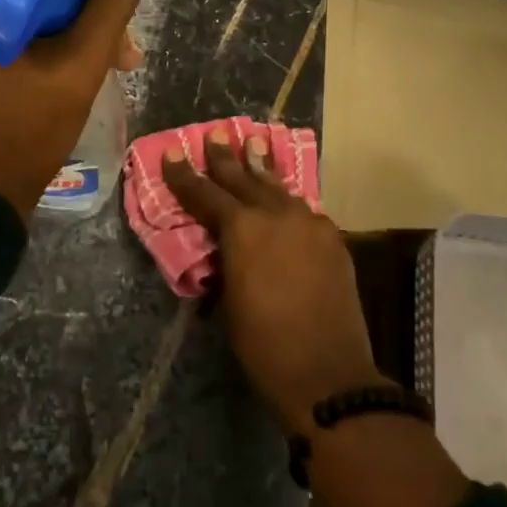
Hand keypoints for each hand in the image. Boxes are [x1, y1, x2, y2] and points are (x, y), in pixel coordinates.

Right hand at [163, 128, 380, 434]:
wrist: (328, 373)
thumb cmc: (263, 344)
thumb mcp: (228, 300)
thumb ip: (225, 260)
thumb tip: (224, 245)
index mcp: (241, 229)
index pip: (204, 193)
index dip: (185, 174)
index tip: (174, 152)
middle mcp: (275, 214)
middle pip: (243, 178)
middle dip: (225, 157)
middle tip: (216, 134)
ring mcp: (308, 223)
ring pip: (278, 187)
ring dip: (261, 167)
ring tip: (254, 144)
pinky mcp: (332, 238)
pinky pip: (303, 209)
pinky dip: (287, 201)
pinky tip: (284, 196)